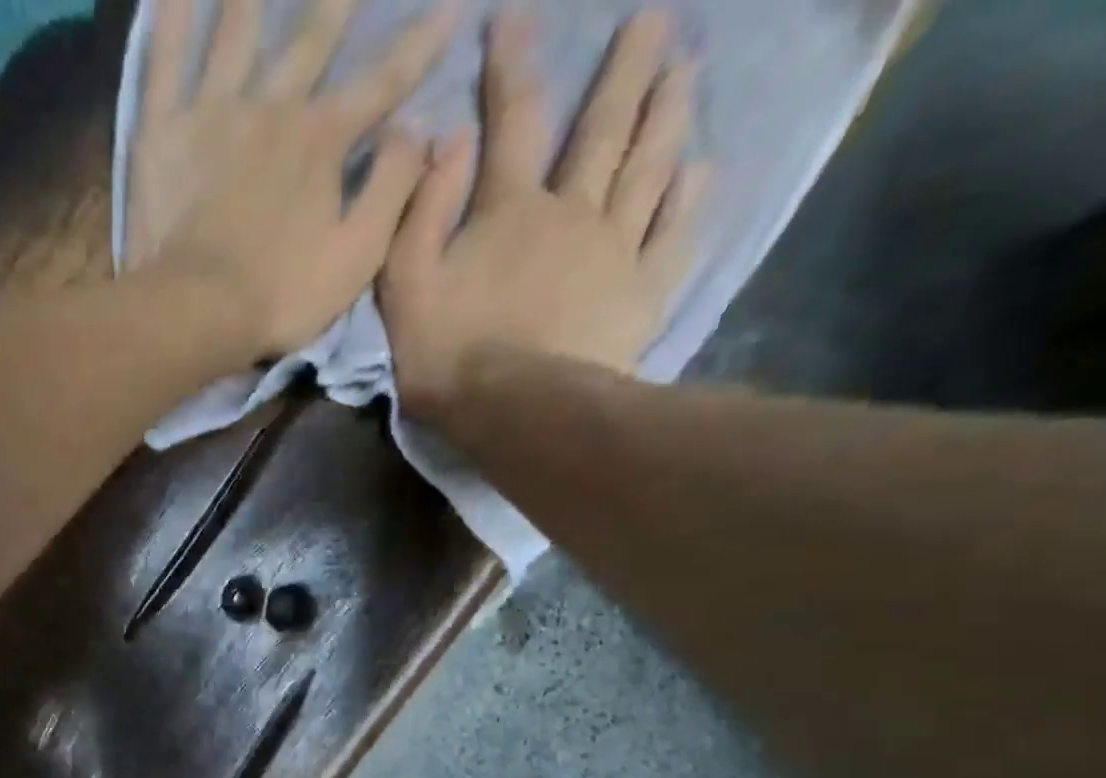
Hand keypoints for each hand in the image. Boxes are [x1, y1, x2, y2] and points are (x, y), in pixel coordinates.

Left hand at [125, 0, 456, 357]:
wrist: (198, 312)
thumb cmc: (281, 296)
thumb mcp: (357, 256)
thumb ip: (393, 188)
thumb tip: (419, 129)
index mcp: (323, 139)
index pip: (383, 81)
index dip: (421, 44)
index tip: (453, 6)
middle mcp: (273, 105)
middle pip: (313, 34)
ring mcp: (213, 112)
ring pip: (237, 26)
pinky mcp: (163, 131)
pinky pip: (164, 58)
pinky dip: (169, 16)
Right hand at [381, 10, 708, 411]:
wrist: (516, 410)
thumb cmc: (450, 354)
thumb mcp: (406, 286)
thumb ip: (421, 213)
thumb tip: (445, 139)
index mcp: (510, 210)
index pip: (513, 121)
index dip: (512, 65)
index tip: (516, 16)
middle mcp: (572, 212)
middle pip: (602, 130)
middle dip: (624, 70)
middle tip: (653, 18)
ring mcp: (615, 249)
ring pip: (648, 168)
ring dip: (668, 114)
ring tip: (687, 67)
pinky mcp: (642, 292)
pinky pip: (671, 234)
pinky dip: (687, 198)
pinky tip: (699, 168)